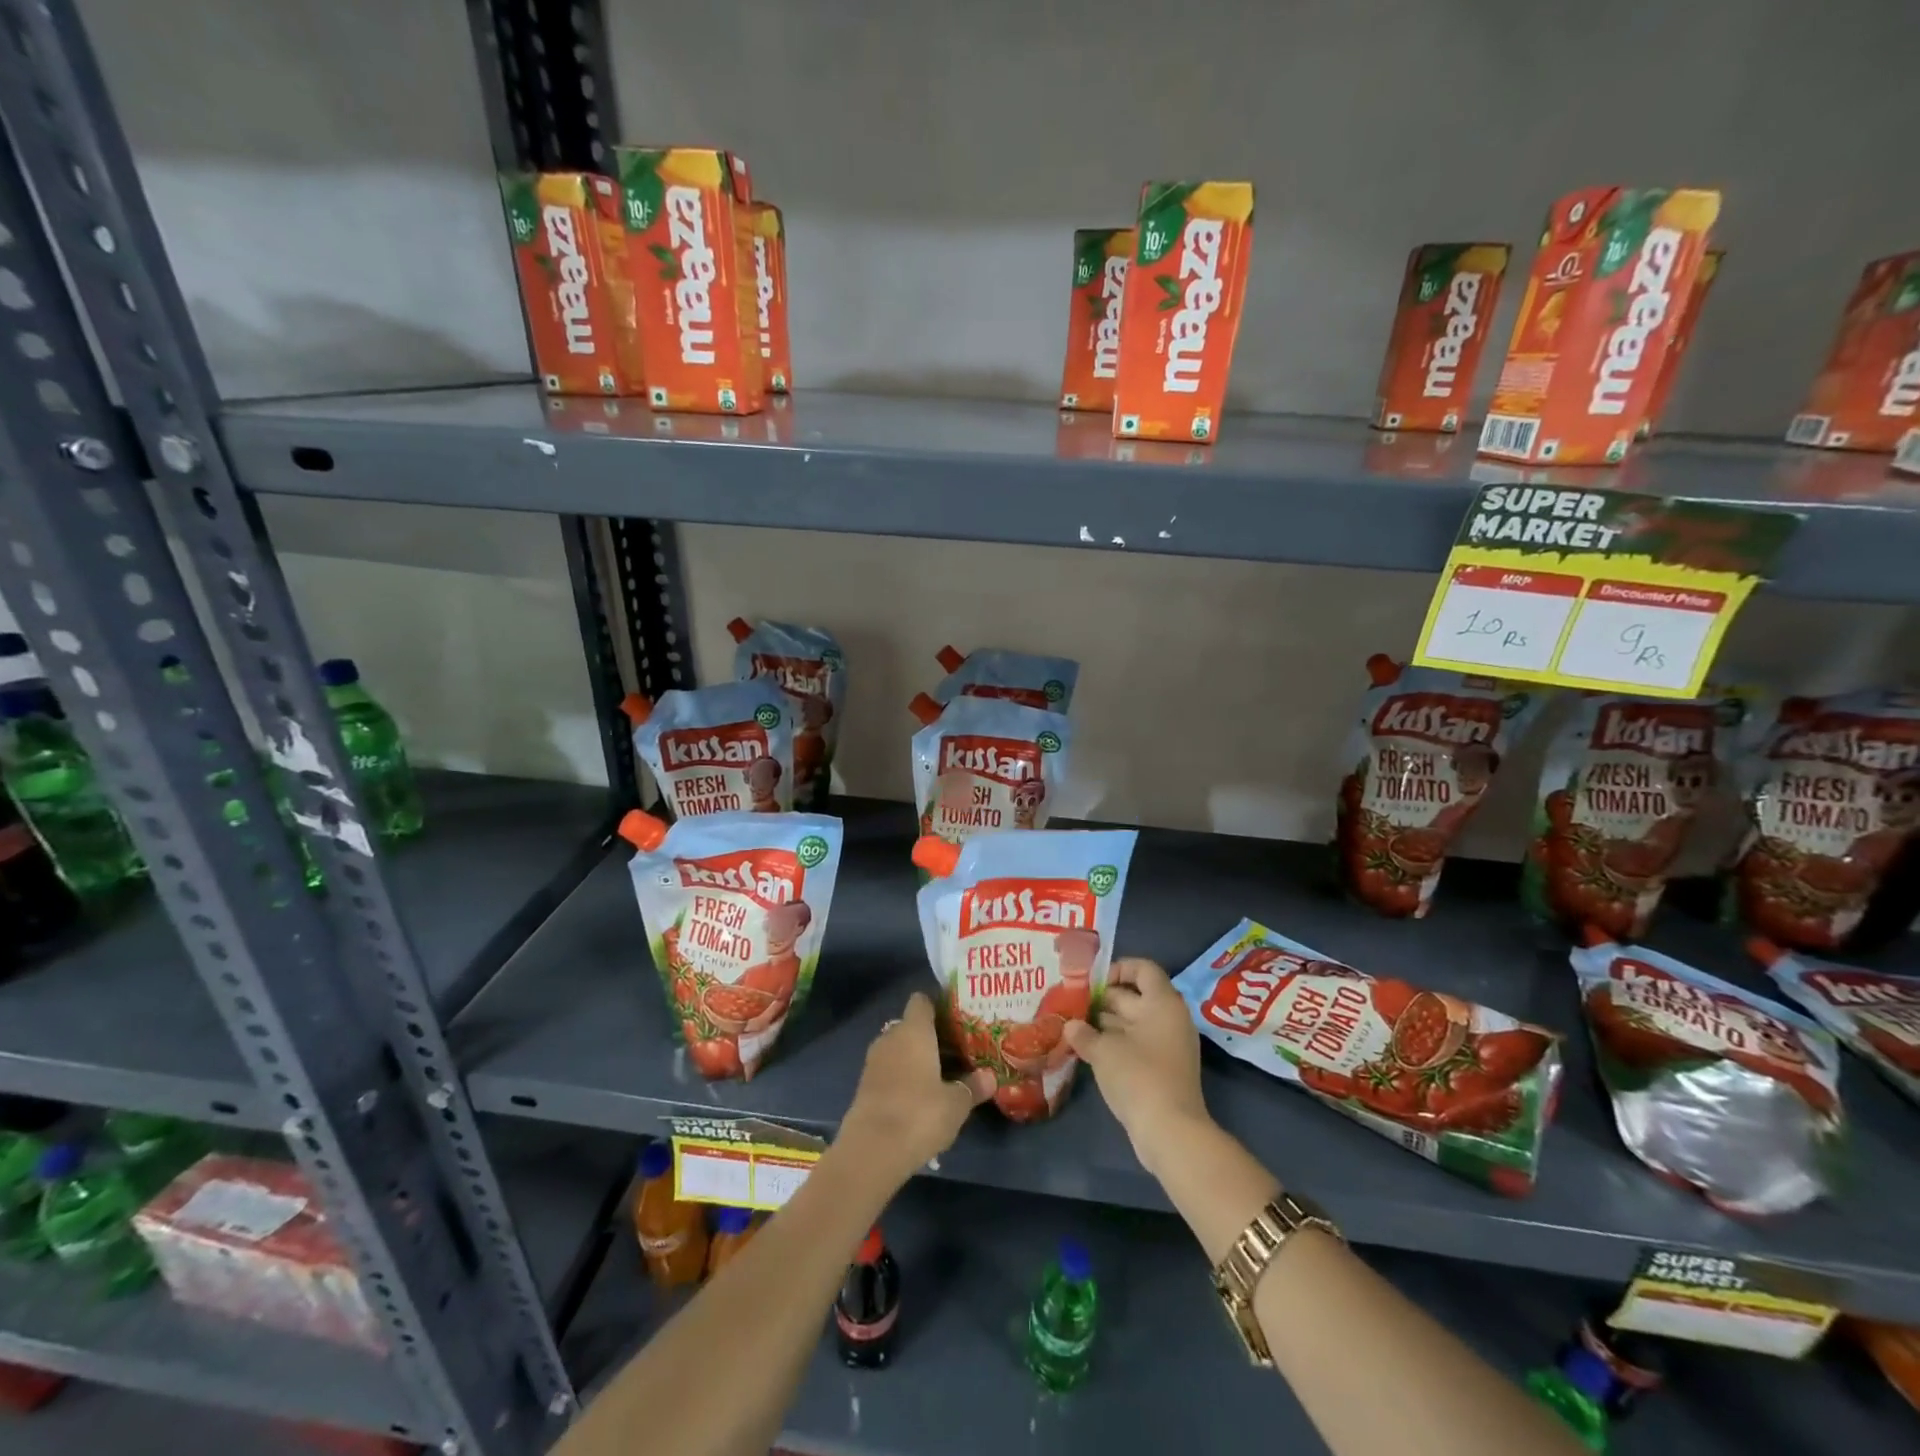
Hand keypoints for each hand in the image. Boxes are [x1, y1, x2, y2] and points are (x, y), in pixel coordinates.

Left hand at [836, 992, 992, 1188]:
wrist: (871, 1150)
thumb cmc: (920, 1114)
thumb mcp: (956, 1103)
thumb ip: (973, 1087)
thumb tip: (990, 1077)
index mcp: (913, 1030)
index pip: (922, 1001)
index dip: (939, 1007)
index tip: (958, 1020)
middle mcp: (890, 1037)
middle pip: (911, 1026)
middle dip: (931, 1037)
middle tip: (957, 1051)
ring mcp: (874, 1062)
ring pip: (899, 1049)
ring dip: (916, 1059)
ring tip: (942, 1075)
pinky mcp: (864, 1086)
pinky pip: (889, 1071)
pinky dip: (903, 1078)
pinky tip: (920, 1098)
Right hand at [1064, 958, 1209, 1171]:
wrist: (1170, 1132)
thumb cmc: (1138, 1076)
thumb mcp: (1103, 1050)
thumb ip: (1084, 1032)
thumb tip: (1070, 1026)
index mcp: (1162, 1003)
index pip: (1143, 969)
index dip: (1117, 968)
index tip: (1092, 983)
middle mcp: (1169, 1018)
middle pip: (1134, 996)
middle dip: (1102, 999)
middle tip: (1072, 1004)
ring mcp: (1167, 1046)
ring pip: (1132, 1023)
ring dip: (1105, 1024)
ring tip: (1073, 1026)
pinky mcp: (1162, 1069)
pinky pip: (1136, 1044)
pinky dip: (1114, 1044)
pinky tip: (1087, 1050)